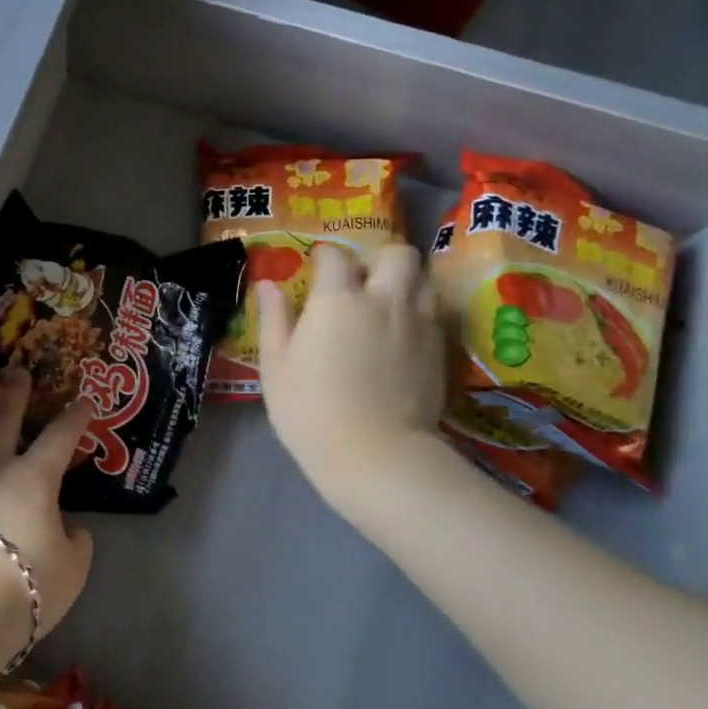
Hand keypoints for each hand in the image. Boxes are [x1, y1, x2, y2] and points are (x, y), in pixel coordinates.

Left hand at [0, 363, 95, 637]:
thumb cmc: (25, 583)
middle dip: (12, 394)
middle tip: (15, 371)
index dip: (74, 418)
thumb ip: (75, 542)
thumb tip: (69, 527)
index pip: (59, 437)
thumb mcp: (71, 568)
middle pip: (1, 419)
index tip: (84, 400)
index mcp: (33, 477)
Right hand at [256, 242, 446, 509]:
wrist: (376, 455)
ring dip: (404, 282)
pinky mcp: (439, 348)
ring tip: (385, 305)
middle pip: (396, 253)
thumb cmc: (311, 410)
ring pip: (422, 278)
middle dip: (378, 259)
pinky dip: (417, 312)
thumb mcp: (276, 366)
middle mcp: (384, 299)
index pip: (335, 256)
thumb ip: (274, 318)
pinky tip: (400, 336)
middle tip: (360, 283)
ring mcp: (418, 322)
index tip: (314, 270)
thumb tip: (269, 284)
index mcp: (337, 299)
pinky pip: (433, 312)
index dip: (323, 258)